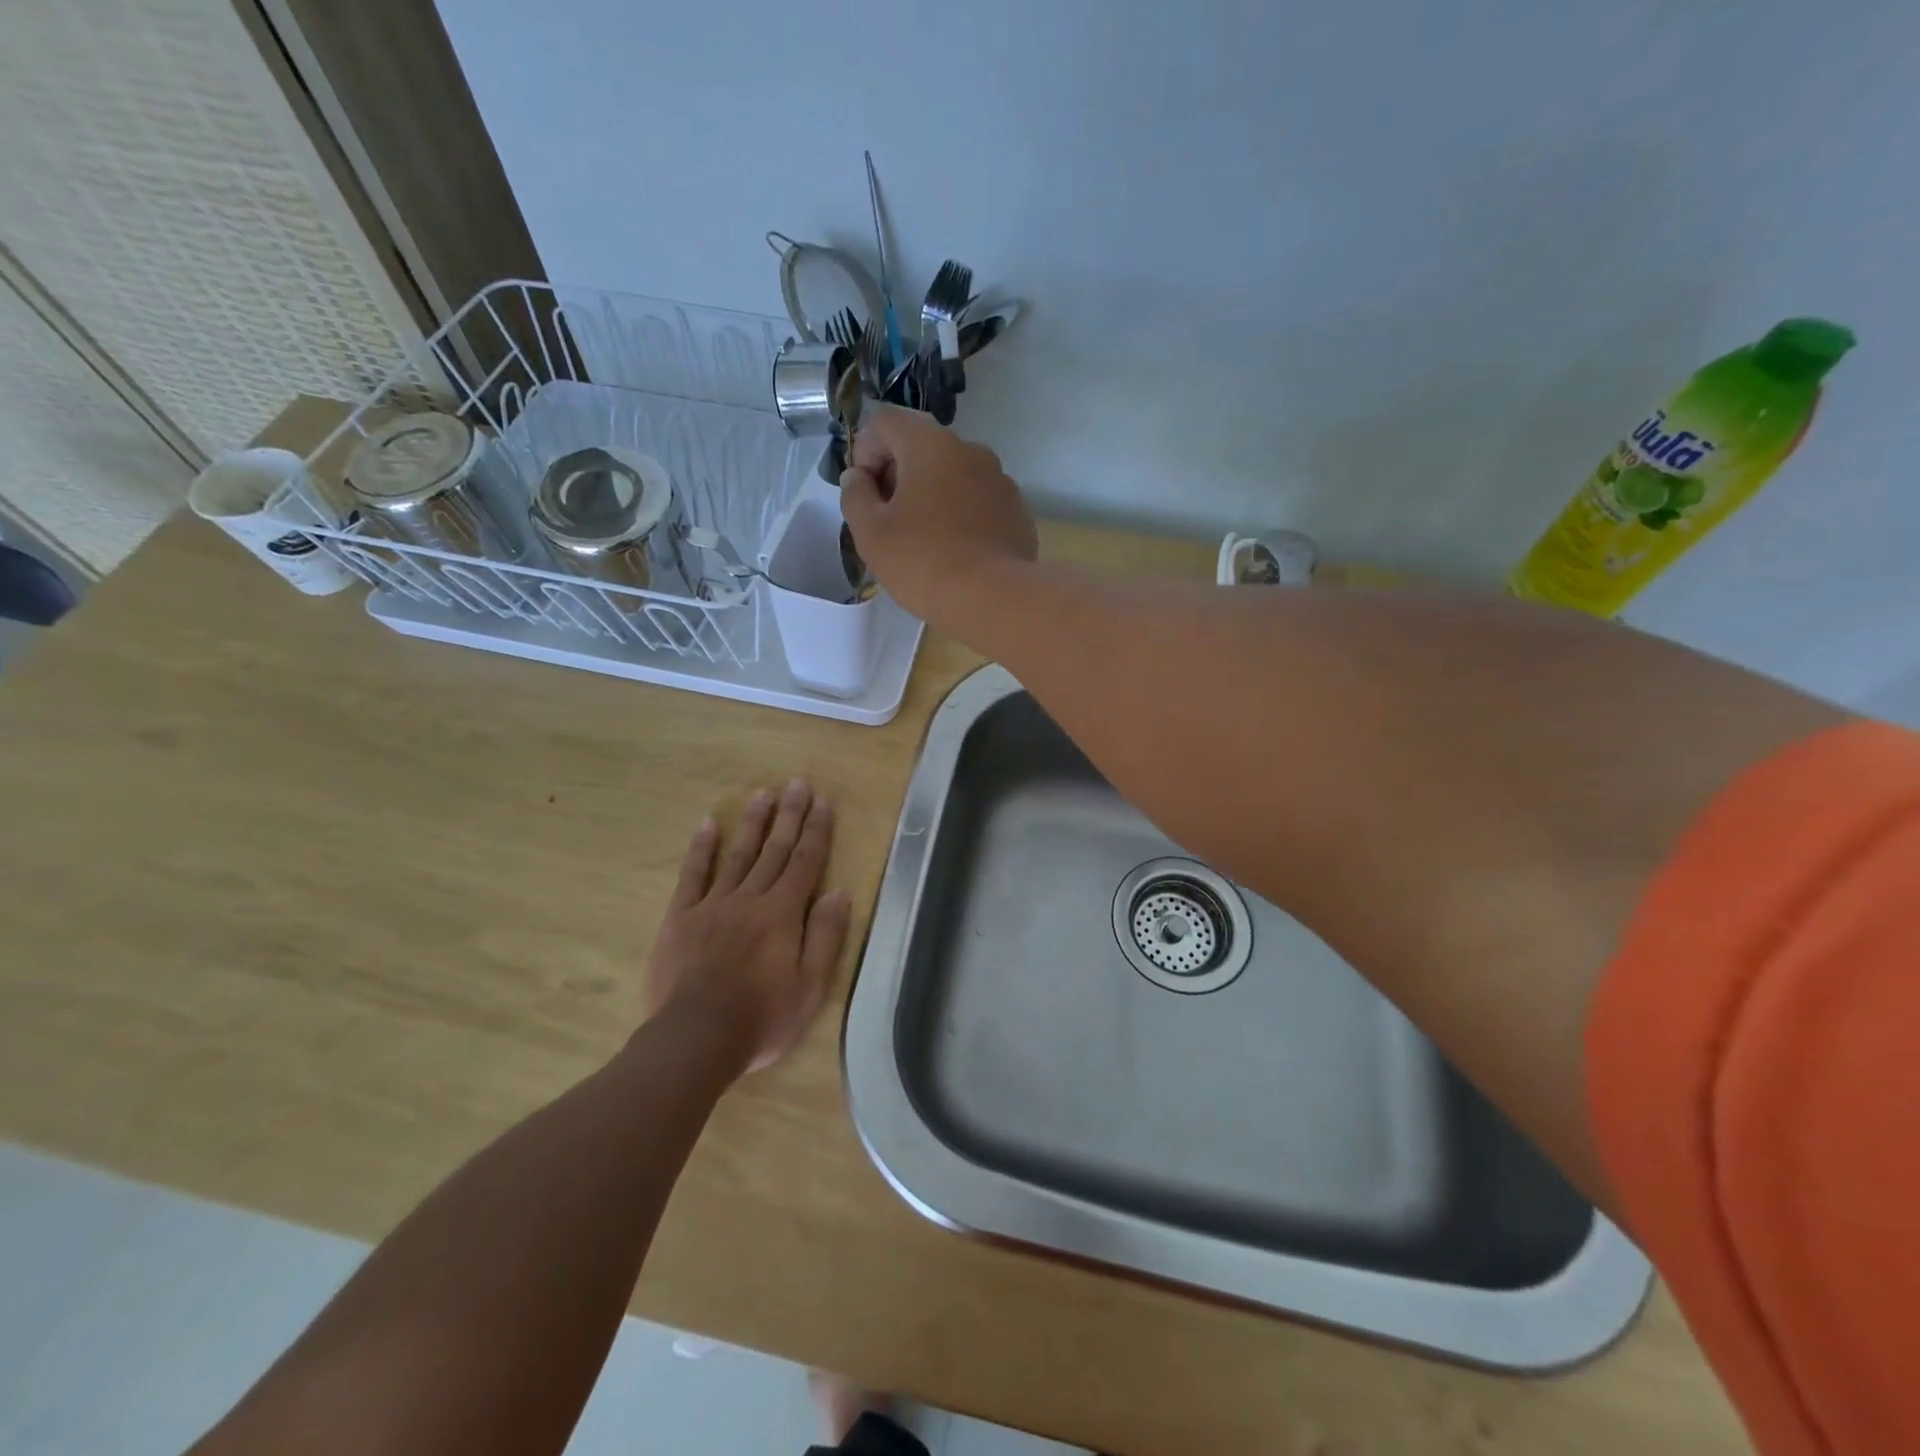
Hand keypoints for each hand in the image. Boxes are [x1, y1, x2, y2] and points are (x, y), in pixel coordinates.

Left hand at [641, 780, 850, 1073]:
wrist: (695, 1039)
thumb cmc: (762, 1018)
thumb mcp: (810, 987)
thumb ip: (825, 936)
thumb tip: (840, 892)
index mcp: (783, 914)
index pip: (805, 862)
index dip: (816, 831)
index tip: (823, 802)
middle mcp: (751, 899)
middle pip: (775, 850)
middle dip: (789, 815)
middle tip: (797, 783)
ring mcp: (713, 905)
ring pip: (738, 854)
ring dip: (753, 823)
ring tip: (763, 794)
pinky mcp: (681, 918)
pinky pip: (693, 875)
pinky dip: (702, 848)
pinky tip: (709, 824)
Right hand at [840, 404, 1037, 622]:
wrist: (994, 599)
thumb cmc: (923, 561)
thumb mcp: (871, 533)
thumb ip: (855, 496)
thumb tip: (858, 477)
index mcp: (931, 444)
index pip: (887, 422)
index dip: (866, 451)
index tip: (865, 493)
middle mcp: (971, 450)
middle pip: (922, 446)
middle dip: (899, 475)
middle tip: (889, 520)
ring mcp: (1000, 480)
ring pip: (954, 475)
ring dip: (932, 495)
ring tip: (924, 539)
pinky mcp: (1017, 511)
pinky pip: (979, 501)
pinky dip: (961, 515)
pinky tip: (956, 551)